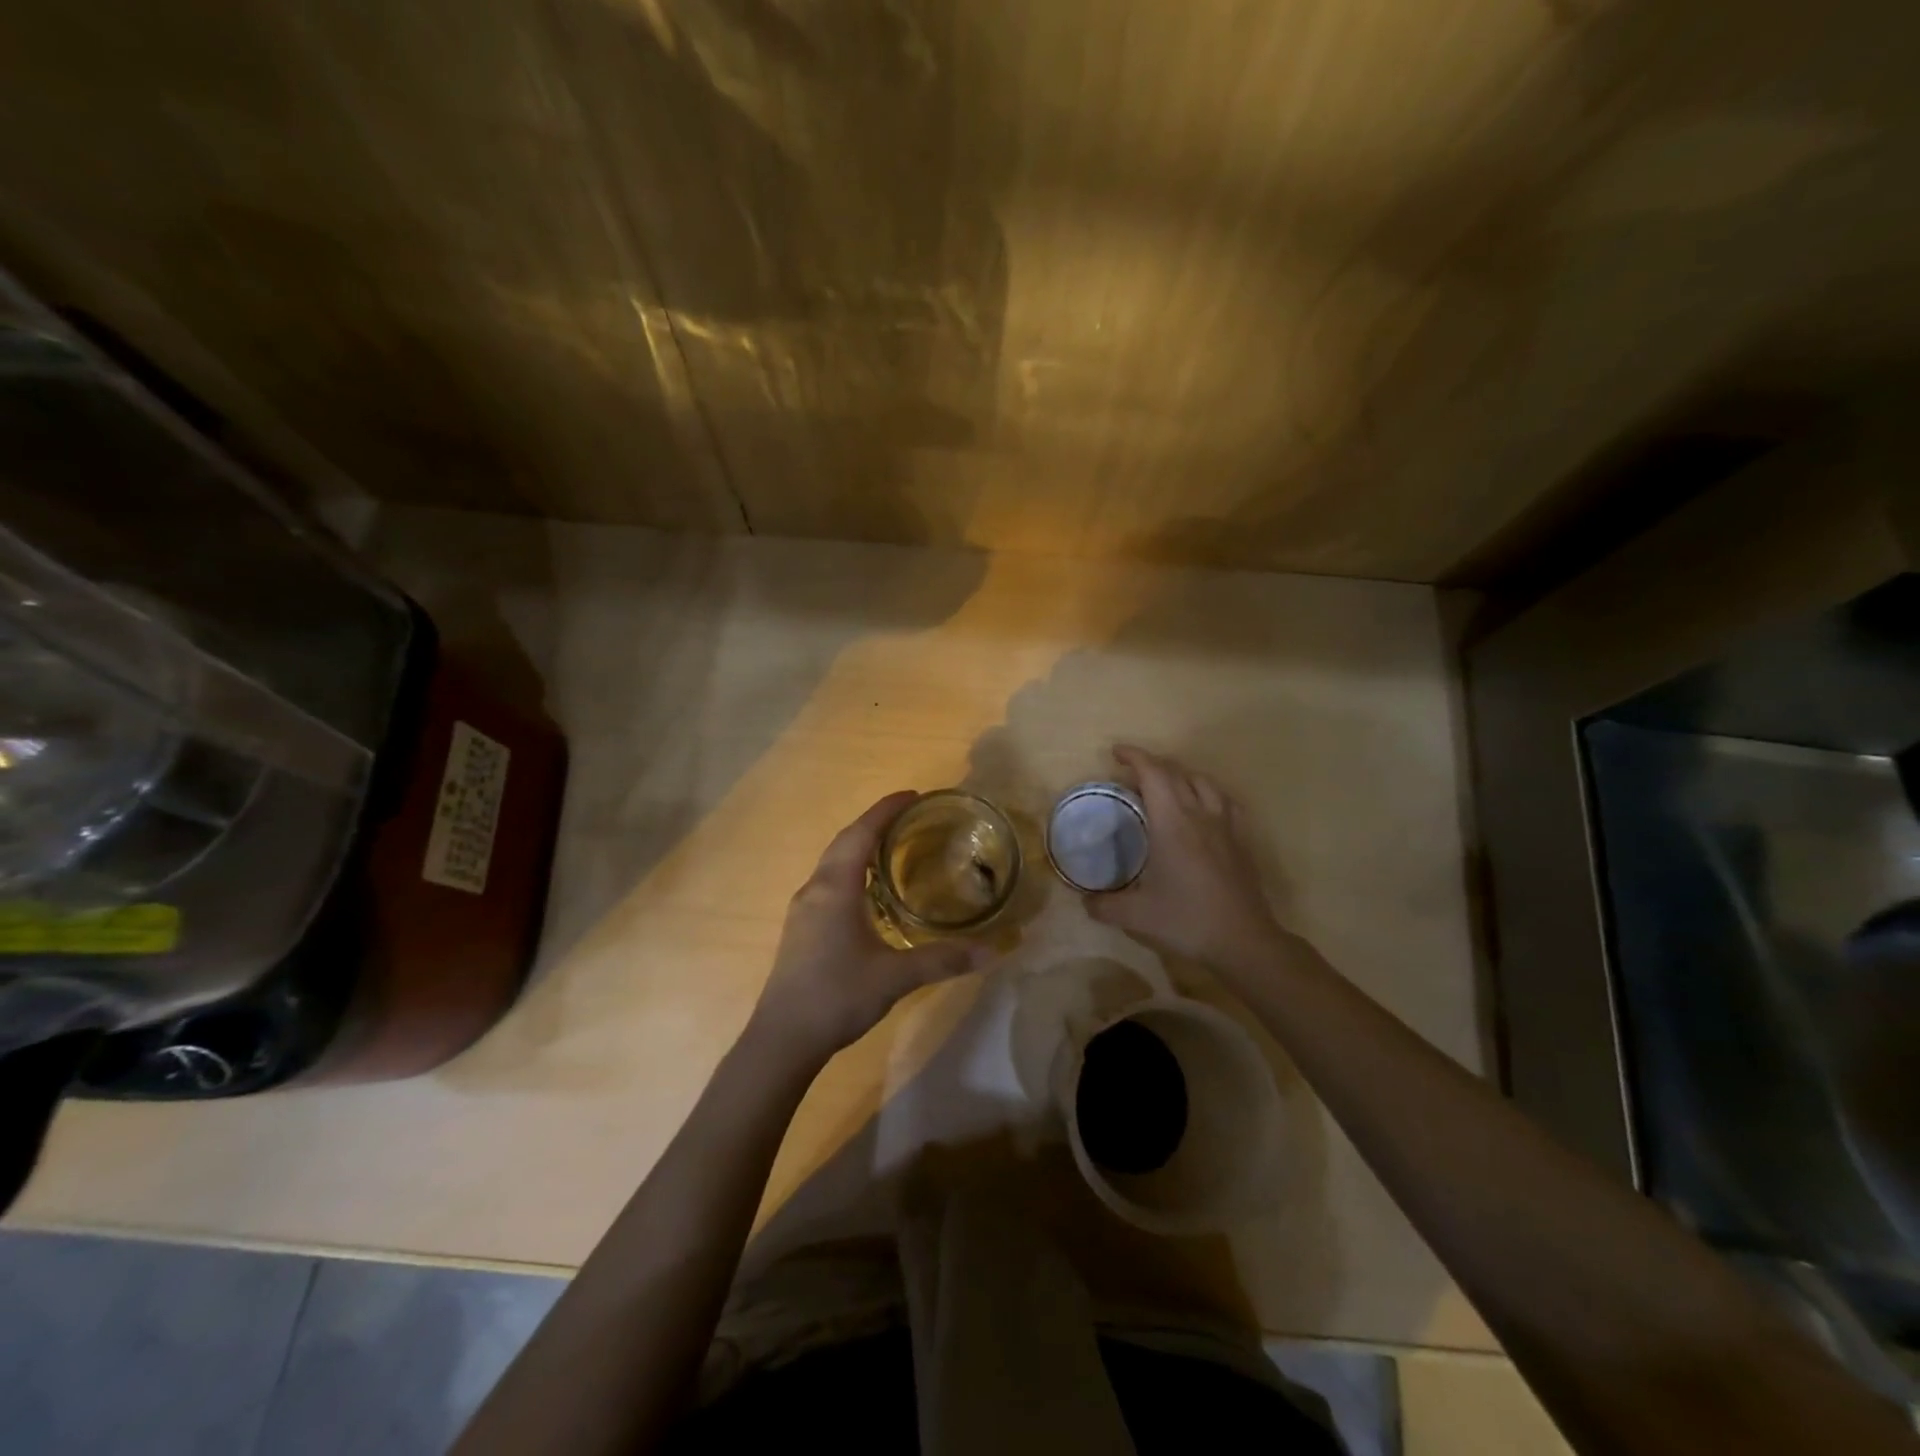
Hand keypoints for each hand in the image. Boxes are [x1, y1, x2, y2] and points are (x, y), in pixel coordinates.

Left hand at [750, 791, 991, 1064]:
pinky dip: (850, 871)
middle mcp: (815, 889)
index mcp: (835, 888)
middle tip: (909, 818)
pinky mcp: (800, 928)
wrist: (783, 1038)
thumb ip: (943, 960)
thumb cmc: (838, 996)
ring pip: (832, 863)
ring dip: (859, 847)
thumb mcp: (896, 976)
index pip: (861, 834)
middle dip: (874, 824)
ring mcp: (803, 909)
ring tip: (892, 848)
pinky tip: (868, 892)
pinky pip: (828, 882)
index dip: (885, 810)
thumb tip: (991, 952)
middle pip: (844, 842)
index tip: (912, 796)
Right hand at [1086, 745, 1289, 974]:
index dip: (1134, 757)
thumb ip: (1104, 905)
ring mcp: (1225, 826)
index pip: (1154, 774)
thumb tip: (1085, 900)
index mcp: (1172, 823)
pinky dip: (1207, 794)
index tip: (1116, 753)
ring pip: (1204, 783)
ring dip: (1181, 775)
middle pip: (1177, 773)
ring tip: (1165, 786)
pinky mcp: (1241, 841)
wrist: (1243, 941)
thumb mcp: (1135, 917)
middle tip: (1130, 773)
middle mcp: (1200, 815)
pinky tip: (1202, 808)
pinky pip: (1224, 802)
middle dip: (1152, 764)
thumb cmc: (1187, 920)